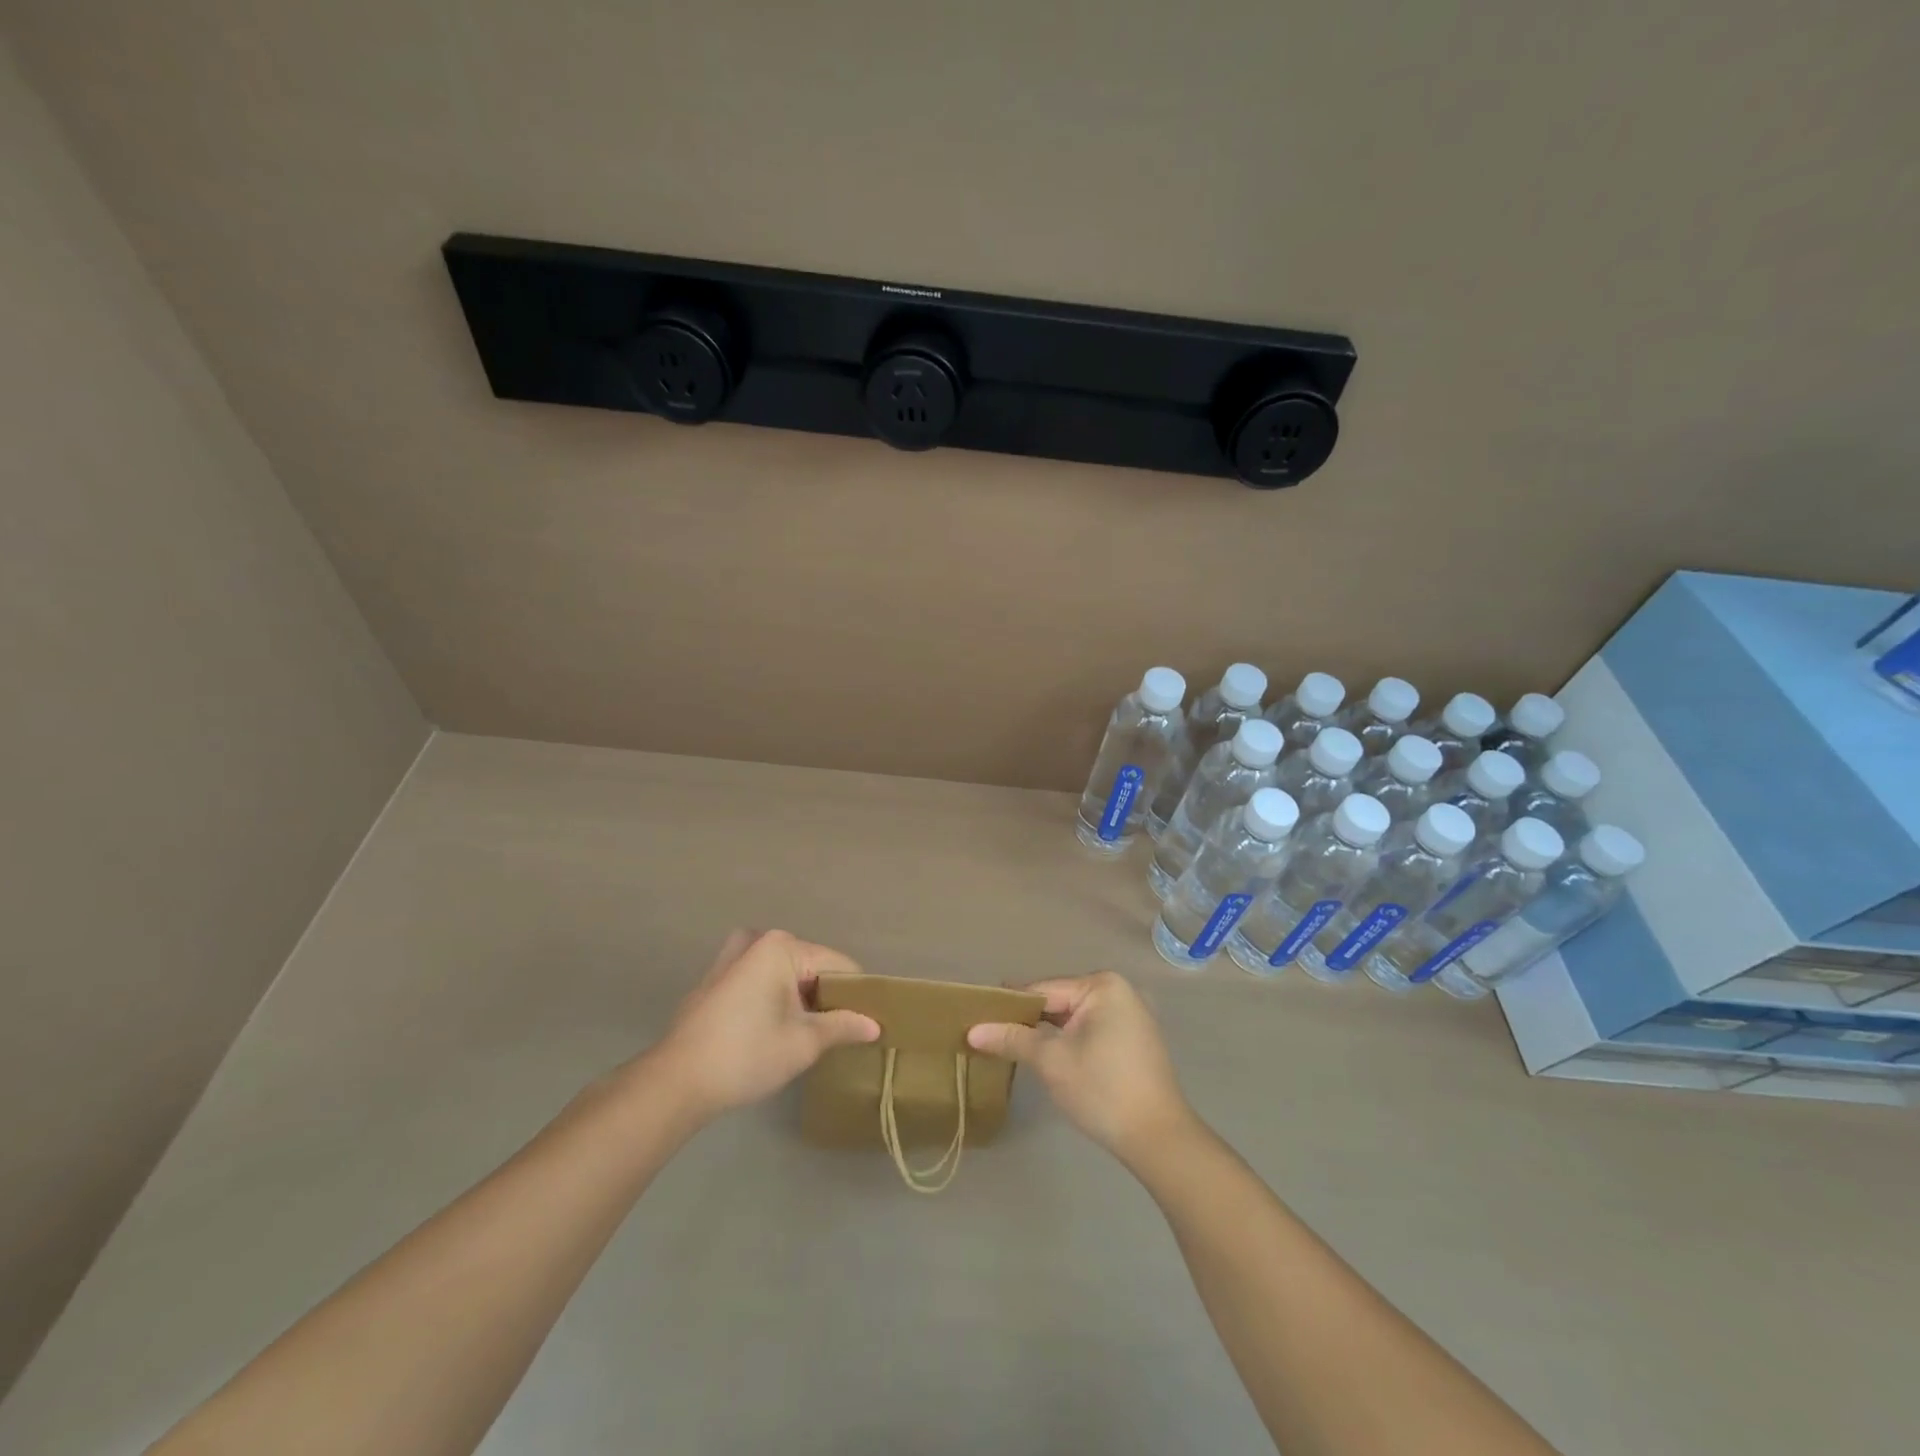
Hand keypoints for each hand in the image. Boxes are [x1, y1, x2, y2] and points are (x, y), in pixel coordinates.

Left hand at [652, 929, 879, 1118]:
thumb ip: (842, 1026)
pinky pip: (757, 979)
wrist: (676, 1082)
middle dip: (824, 995)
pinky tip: (770, 1030)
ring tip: (805, 1030)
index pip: (837, 965)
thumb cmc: (747, 1054)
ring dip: (797, 996)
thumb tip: (874, 1025)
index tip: (866, 1023)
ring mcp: (730, 958)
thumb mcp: (804, 1043)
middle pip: (809, 965)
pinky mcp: (714, 980)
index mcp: (781, 947)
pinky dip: (772, 997)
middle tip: (835, 1032)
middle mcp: (756, 941)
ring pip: (782, 972)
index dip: (855, 994)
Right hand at [968, 971, 1192, 1162]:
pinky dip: (1070, 1041)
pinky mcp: (1135, 1040)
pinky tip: (1048, 1057)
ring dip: (1048, 1032)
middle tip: (991, 1035)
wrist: (1158, 1138)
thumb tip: (973, 1031)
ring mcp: (1131, 1015)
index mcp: (1102, 985)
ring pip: (1075, 1018)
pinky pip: (1092, 1031)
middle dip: (1029, 1019)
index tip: (978, 1016)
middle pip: (1059, 1001)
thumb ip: (1012, 1039)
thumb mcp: (1050, 1061)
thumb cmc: (1102, 1089)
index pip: (1044, 989)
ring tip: (1012, 1046)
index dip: (1010, 1005)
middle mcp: (1120, 990)